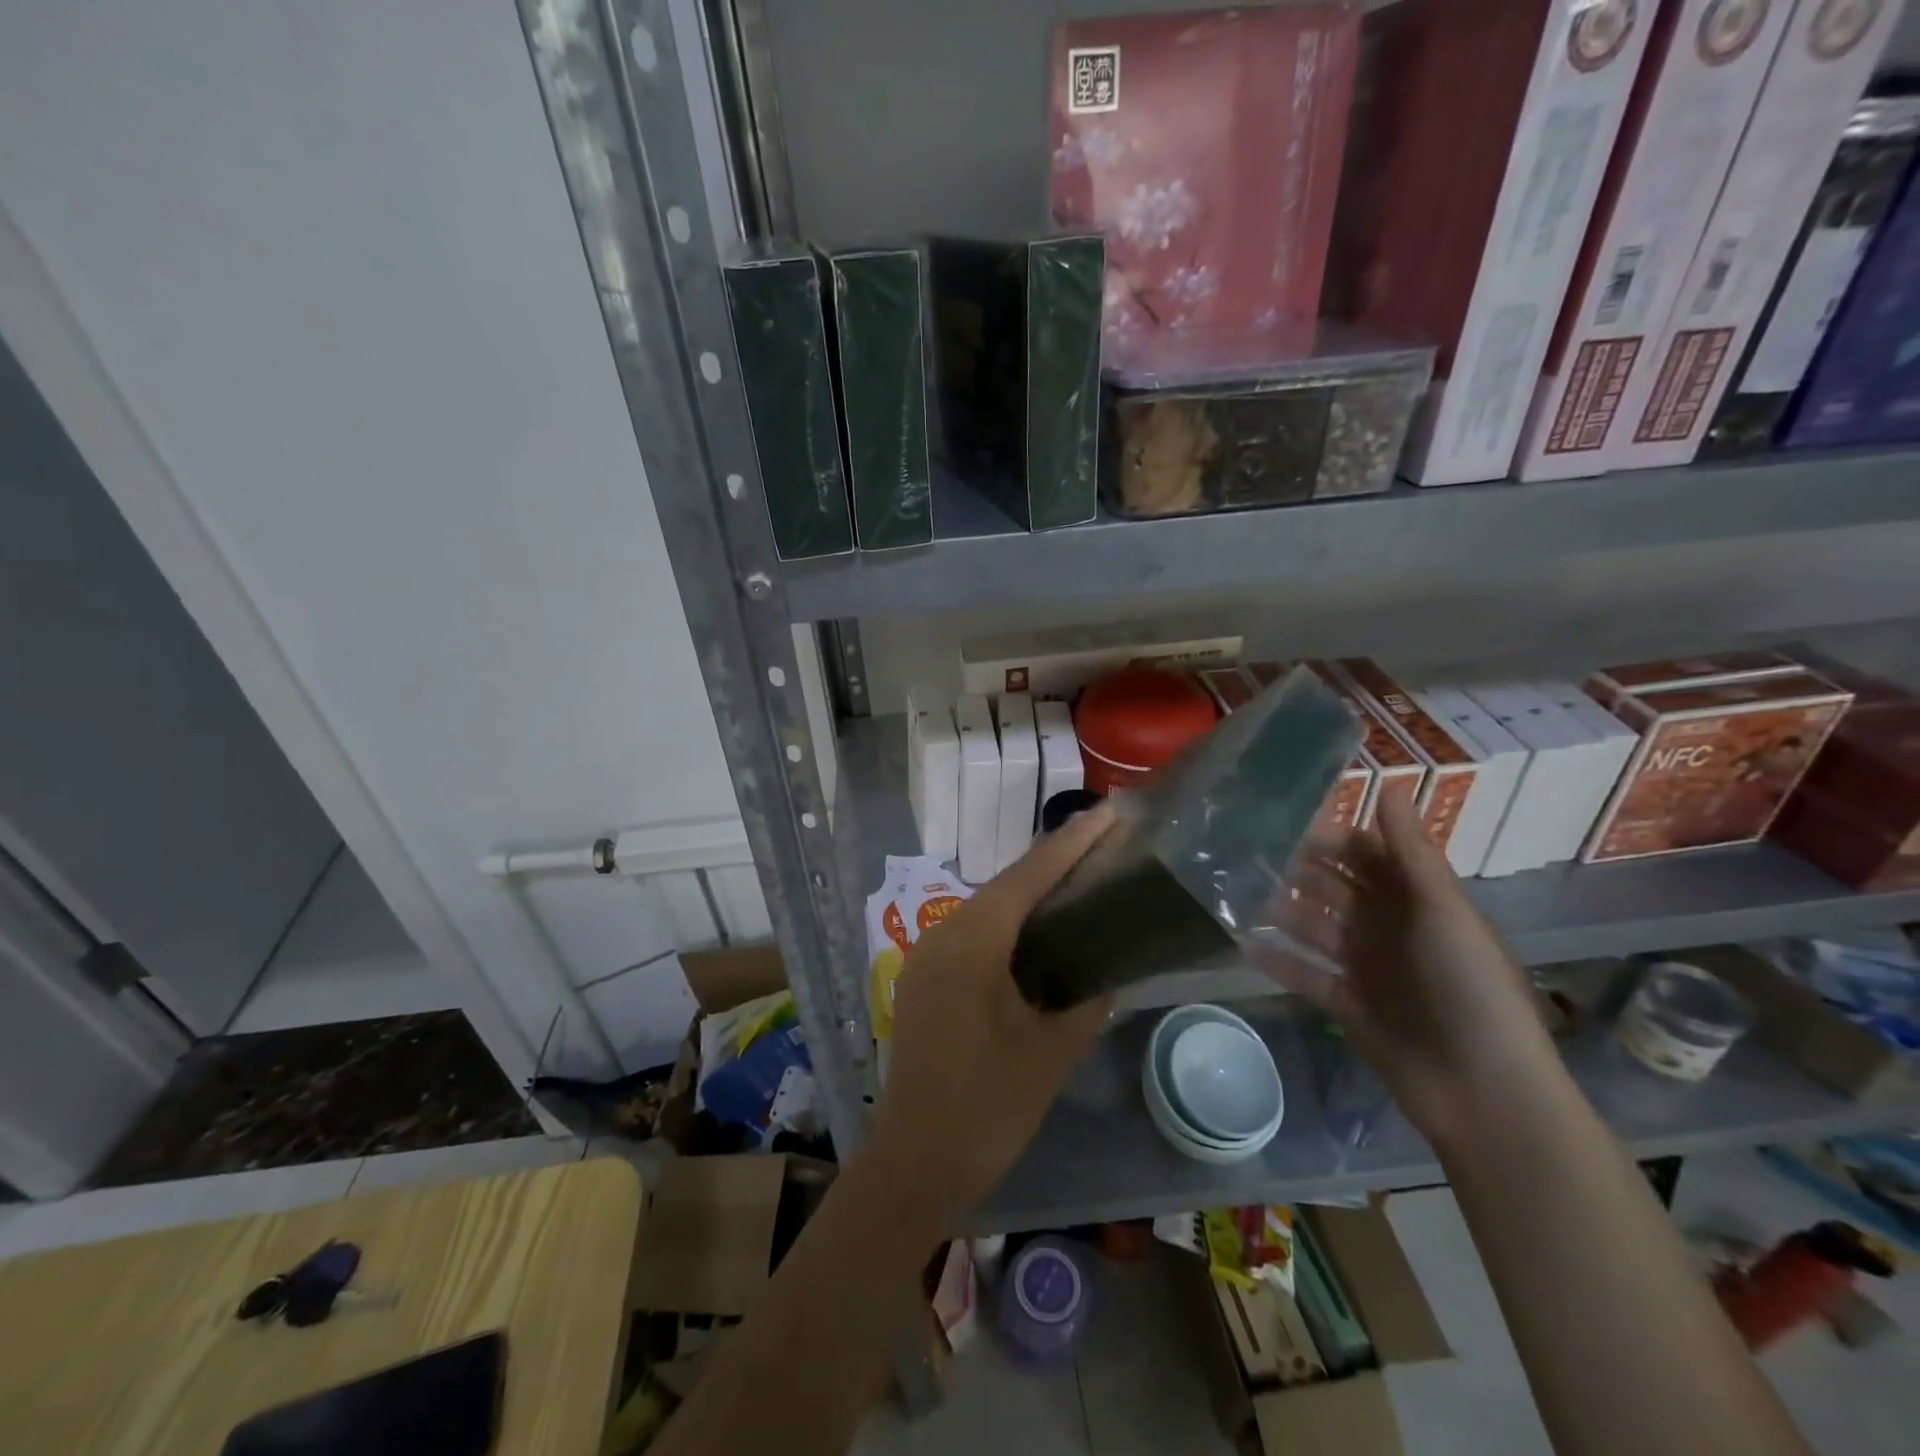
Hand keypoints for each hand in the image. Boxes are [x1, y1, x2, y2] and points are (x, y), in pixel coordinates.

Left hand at [867, 806, 1116, 1220]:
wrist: (914, 1164)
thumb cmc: (988, 1108)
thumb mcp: (1051, 1053)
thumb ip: (1086, 1001)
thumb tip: (1109, 973)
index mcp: (973, 942)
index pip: (1030, 875)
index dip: (1073, 841)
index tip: (1110, 811)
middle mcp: (943, 934)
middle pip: (1006, 884)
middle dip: (1054, 862)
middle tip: (1104, 843)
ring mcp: (927, 956)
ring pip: (987, 907)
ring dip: (1030, 893)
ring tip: (1078, 880)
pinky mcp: (923, 978)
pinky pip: (971, 933)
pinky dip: (1007, 923)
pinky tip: (1036, 934)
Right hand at [1252, 793, 1560, 1149]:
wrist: (1484, 1090)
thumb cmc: (1470, 987)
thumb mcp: (1444, 910)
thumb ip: (1410, 851)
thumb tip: (1391, 784)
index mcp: (1418, 901)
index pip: (1367, 855)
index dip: (1330, 837)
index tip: (1282, 821)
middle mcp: (1390, 928)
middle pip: (1335, 888)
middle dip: (1297, 871)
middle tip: (1246, 854)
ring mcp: (1368, 967)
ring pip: (1315, 927)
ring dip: (1281, 912)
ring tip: (1236, 894)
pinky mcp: (1349, 1004)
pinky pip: (1306, 974)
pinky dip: (1278, 961)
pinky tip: (1242, 946)